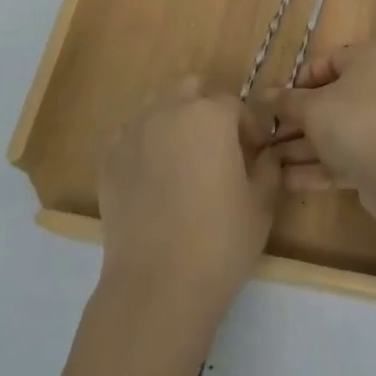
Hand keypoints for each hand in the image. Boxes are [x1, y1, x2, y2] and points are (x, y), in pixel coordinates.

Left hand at [96, 77, 279, 323]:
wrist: (158, 284)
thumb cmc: (221, 241)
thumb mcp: (262, 203)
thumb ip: (268, 168)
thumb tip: (266, 154)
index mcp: (211, 115)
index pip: (234, 105)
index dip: (248, 128)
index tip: (254, 153)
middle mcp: (168, 112)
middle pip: (190, 90)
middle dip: (206, 110)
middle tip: (217, 148)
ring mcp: (132, 133)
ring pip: (156, 108)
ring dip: (173, 121)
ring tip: (182, 159)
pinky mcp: (107, 159)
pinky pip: (127, 136)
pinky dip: (141, 145)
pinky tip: (151, 176)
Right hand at [264, 42, 375, 197]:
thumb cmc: (353, 121)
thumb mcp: (311, 107)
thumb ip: (285, 101)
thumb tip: (264, 94)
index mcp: (367, 61)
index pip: (326, 62)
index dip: (297, 82)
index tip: (275, 102)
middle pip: (329, 100)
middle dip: (296, 121)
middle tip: (267, 136)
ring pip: (336, 132)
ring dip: (302, 147)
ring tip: (268, 162)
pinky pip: (346, 157)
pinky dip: (319, 167)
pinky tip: (287, 181)